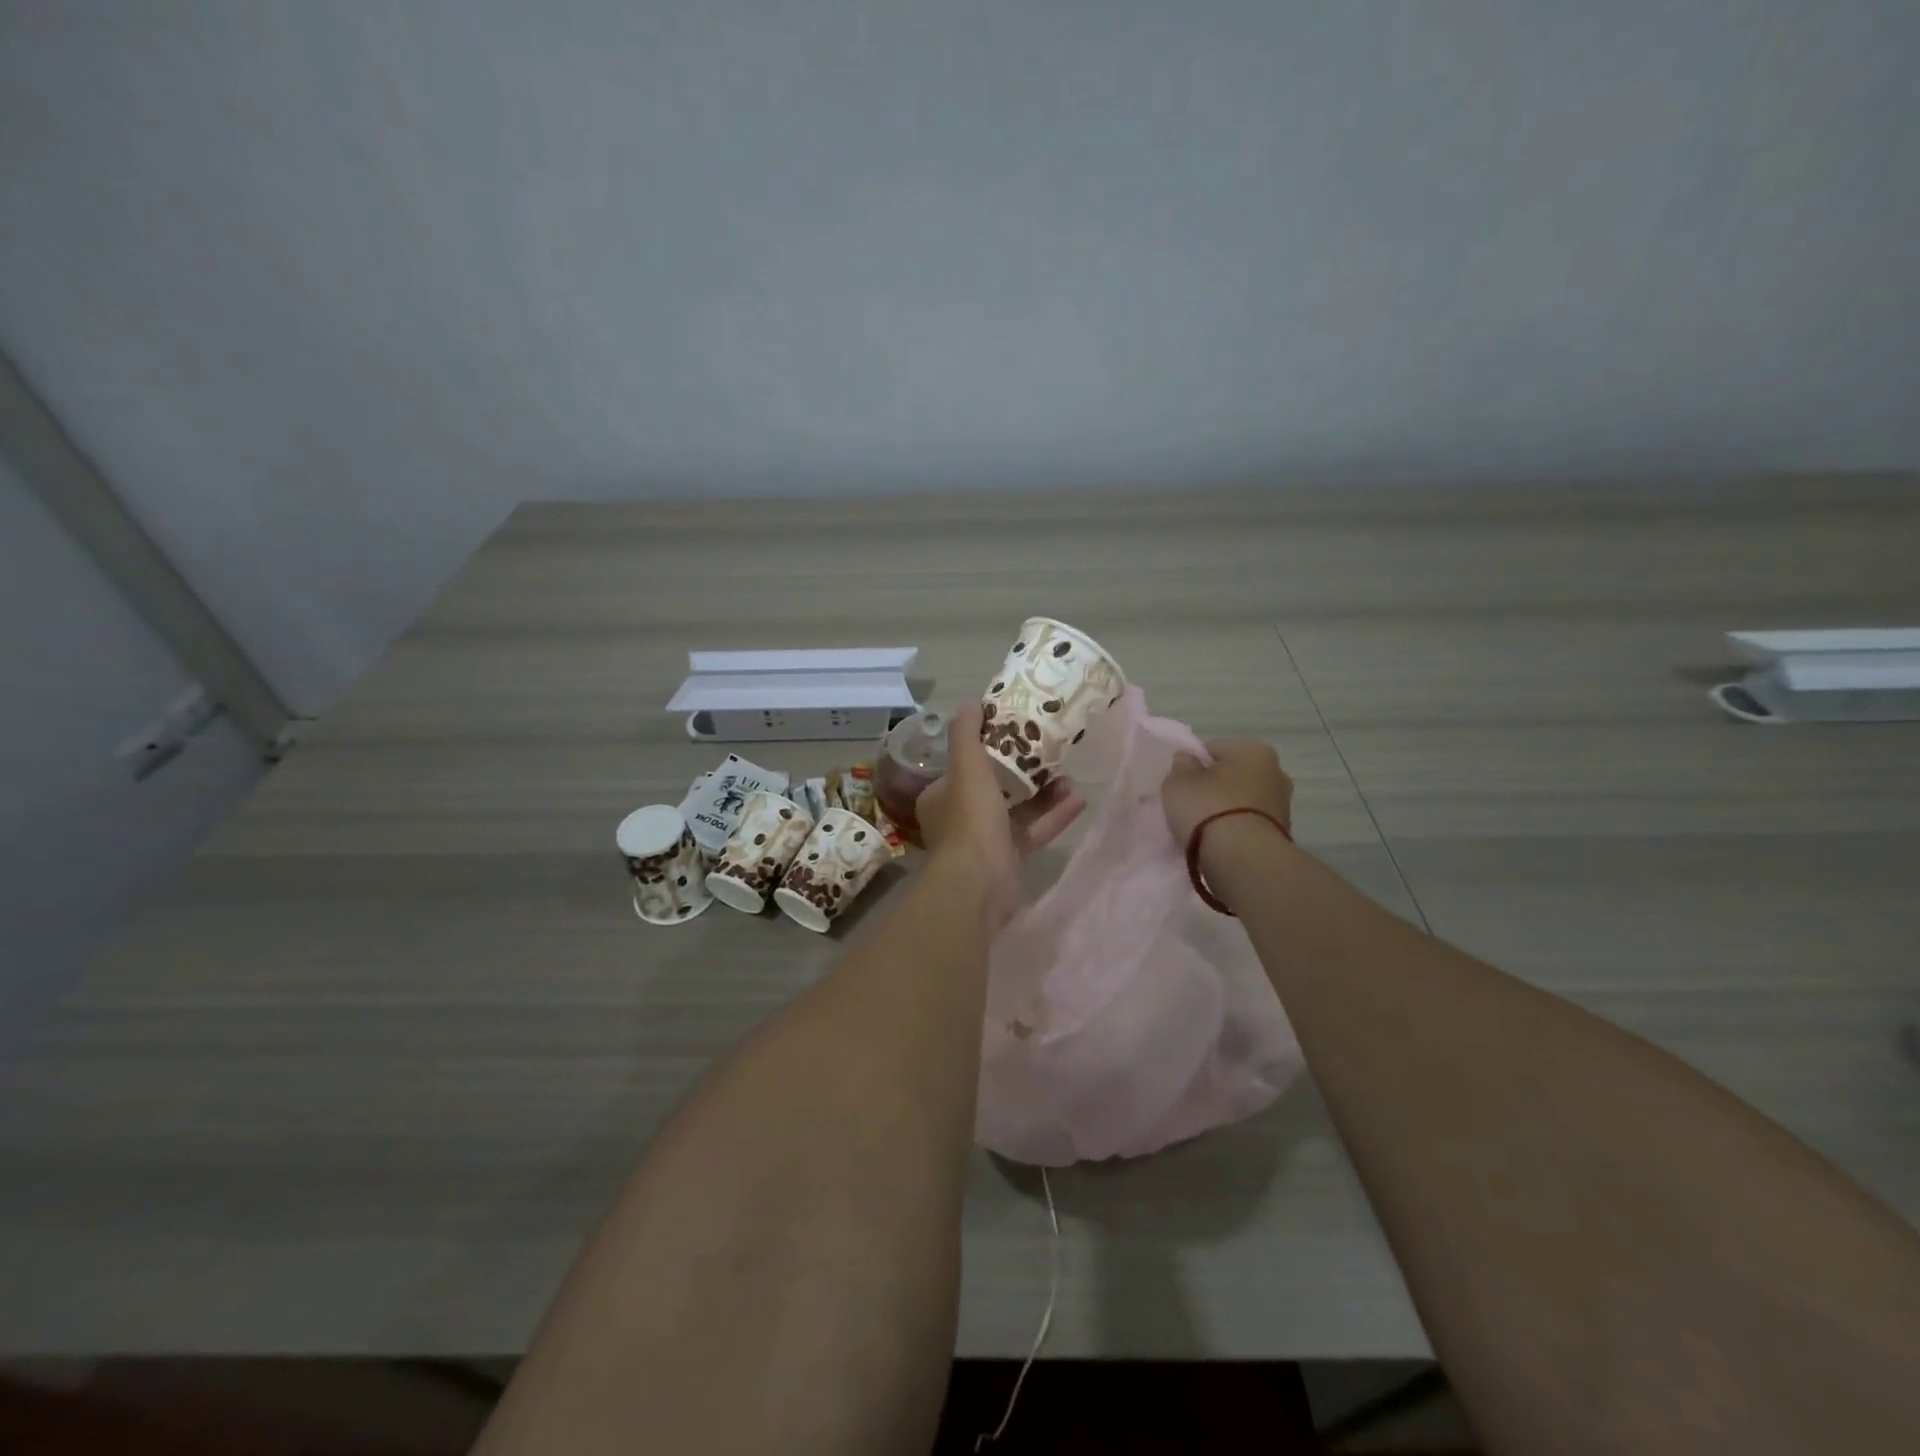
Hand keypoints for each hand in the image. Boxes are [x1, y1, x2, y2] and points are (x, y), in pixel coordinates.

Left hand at [917, 704, 1084, 913]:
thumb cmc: (970, 818)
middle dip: (1023, 770)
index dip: (988, 748)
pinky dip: (1053, 817)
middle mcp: (960, 817)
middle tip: (1049, 753)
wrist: (979, 883)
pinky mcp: (1009, 859)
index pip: (964, 765)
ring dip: (1043, 793)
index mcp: (942, 795)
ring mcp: (985, 840)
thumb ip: (967, 734)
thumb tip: (971, 704)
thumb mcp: (966, 767)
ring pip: (1017, 810)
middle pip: (995, 787)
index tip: (1016, 732)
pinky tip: (1079, 801)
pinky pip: (1033, 832)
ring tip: (1070, 775)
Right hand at [1161, 740, 1293, 848]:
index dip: (1193, 765)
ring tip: (1205, 828)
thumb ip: (1181, 765)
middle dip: (1215, 786)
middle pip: (1233, 774)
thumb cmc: (1208, 809)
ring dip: (1227, 809)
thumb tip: (1189, 759)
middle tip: (1192, 805)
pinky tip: (1220, 841)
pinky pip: (1250, 823)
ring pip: (1243, 800)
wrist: (1244, 859)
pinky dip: (1237, 828)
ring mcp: (1283, 804)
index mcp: (1253, 749)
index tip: (1181, 785)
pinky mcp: (1283, 833)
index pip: (1213, 749)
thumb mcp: (1179, 782)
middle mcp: (1276, 771)